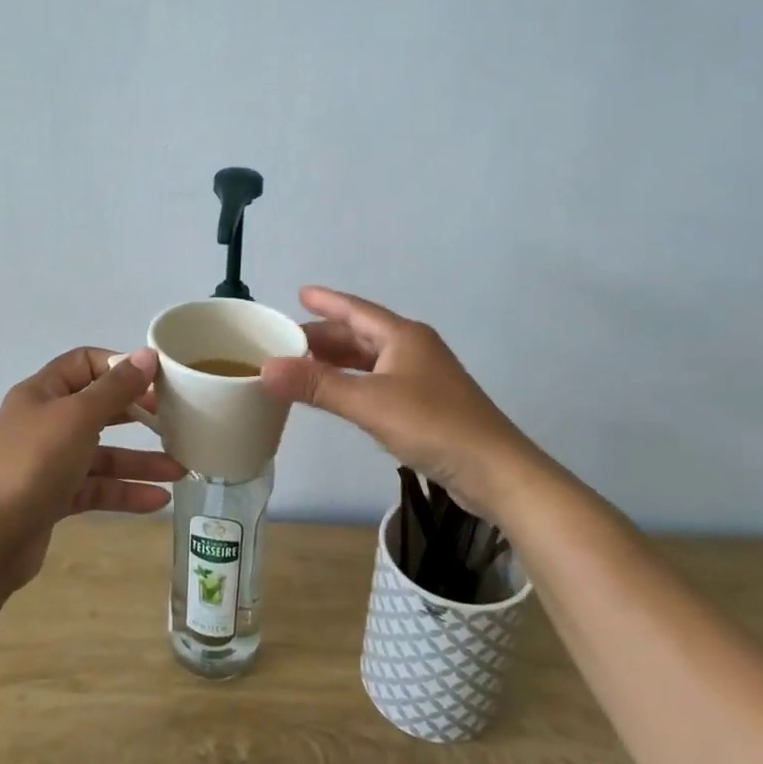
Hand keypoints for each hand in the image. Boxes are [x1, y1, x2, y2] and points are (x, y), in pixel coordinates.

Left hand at [0, 348, 184, 588]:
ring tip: (180, 470)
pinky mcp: (55, 497)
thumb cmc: (34, 463)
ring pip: (102, 454)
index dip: (120, 366)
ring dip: (140, 461)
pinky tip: (158, 500)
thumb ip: (116, 388)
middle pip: (99, 408)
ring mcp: (49, 462)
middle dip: (138, 414)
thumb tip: (147, 355)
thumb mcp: (79, 417)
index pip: (85, 363)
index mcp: (43, 392)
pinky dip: (125, 492)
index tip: (156, 379)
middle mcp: (46, 422)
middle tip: (174, 420)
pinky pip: (97, 488)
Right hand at [259, 287, 546, 524]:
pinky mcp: (428, 404)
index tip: (299, 293)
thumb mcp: (369, 403)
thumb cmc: (433, 425)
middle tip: (288, 341)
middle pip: (362, 334)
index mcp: (403, 336)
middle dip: (325, 336)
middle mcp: (414, 349)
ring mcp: (423, 377)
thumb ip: (318, 385)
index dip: (326, 300)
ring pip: (371, 360)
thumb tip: (266, 368)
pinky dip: (354, 382)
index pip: (356, 310)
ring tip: (305, 365)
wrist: (495, 470)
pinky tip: (341, 395)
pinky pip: (380, 381)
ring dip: (339, 361)